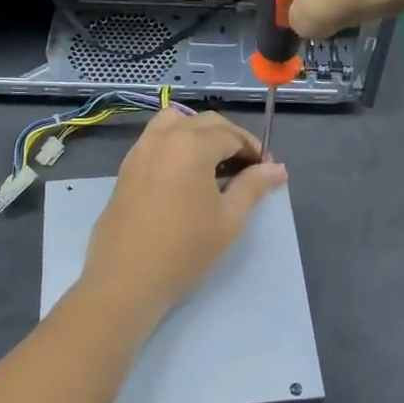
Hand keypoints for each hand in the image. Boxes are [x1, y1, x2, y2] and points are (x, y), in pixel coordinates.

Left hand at [80, 109, 286, 318]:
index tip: (268, 171)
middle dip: (231, 139)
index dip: (254, 150)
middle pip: (206, 123)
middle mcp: (164, 136)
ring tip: (215, 163)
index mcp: (192, 144)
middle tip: (248, 168)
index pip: (232, 135)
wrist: (125, 280)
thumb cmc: (184, 250)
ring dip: (200, 133)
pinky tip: (186, 173)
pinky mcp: (126, 166)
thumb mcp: (228, 219)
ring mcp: (141, 149)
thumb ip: (253, 187)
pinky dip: (177, 141)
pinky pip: (157, 138)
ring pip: (177, 122)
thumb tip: (278, 169)